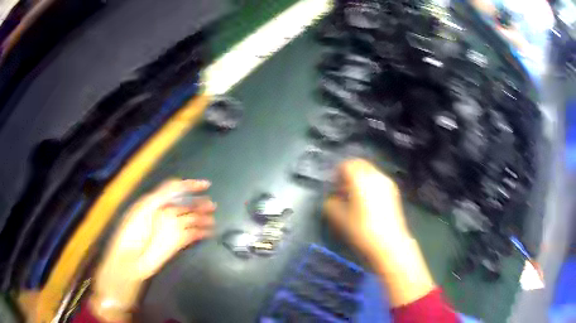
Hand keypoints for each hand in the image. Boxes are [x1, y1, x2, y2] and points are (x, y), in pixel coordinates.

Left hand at [90, 179, 215, 320]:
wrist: (131, 259)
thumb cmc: (133, 231)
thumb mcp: (144, 208)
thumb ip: (161, 195)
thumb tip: (180, 184)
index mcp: (156, 203)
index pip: (176, 190)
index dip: (190, 186)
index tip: (206, 185)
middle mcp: (166, 214)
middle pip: (186, 205)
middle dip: (199, 203)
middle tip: (213, 205)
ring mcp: (172, 229)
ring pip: (191, 220)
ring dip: (202, 218)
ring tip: (214, 218)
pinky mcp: (177, 243)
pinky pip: (192, 235)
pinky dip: (202, 232)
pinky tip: (210, 231)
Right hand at [324, 159, 409, 260]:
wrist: (389, 244)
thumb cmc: (362, 230)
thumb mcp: (339, 219)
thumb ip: (331, 204)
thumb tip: (332, 199)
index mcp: (361, 179)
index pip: (347, 165)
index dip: (337, 174)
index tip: (334, 187)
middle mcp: (376, 176)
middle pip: (360, 165)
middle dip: (350, 174)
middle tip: (343, 190)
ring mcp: (387, 183)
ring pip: (370, 172)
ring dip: (360, 179)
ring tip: (355, 198)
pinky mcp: (394, 192)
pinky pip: (378, 181)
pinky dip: (370, 185)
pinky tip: (367, 202)